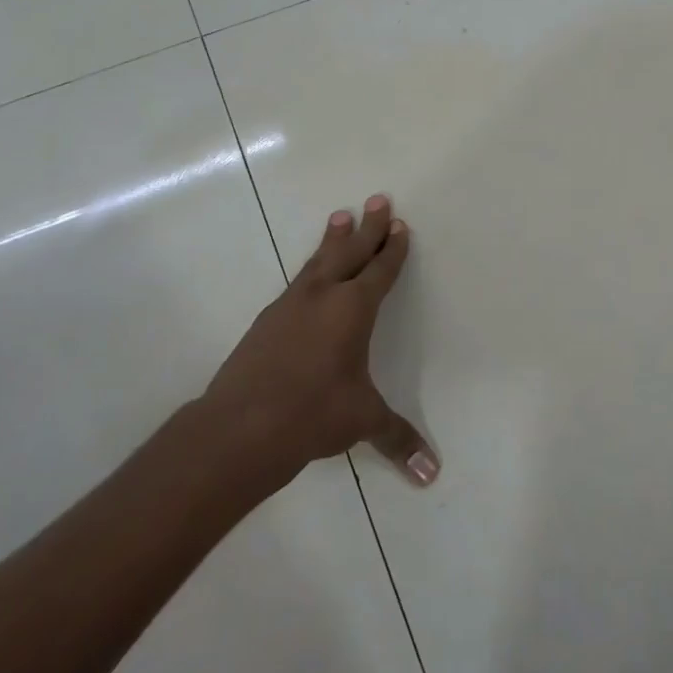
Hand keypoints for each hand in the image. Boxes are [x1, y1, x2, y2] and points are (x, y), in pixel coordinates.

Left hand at [204, 195, 438, 485]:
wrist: (240, 426)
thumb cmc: (313, 414)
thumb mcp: (362, 421)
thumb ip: (398, 439)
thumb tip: (432, 474)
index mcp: (353, 309)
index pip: (379, 271)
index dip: (392, 250)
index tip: (399, 226)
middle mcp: (322, 297)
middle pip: (350, 253)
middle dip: (367, 228)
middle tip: (377, 199)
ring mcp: (289, 306)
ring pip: (317, 262)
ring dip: (332, 240)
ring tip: (339, 217)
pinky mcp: (266, 322)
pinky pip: (297, 283)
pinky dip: (310, 270)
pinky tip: (308, 278)